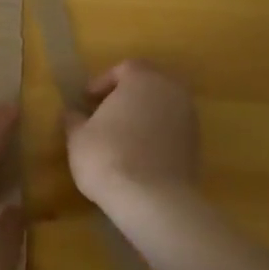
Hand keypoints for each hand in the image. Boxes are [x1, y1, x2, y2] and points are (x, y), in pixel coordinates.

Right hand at [64, 60, 200, 217]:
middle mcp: (171, 91)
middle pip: (148, 84)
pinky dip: (157, 135)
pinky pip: (172, 130)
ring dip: (144, 116)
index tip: (87, 100)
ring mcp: (188, 118)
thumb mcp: (78, 137)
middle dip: (128, 96)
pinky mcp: (196, 146)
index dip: (103, 83)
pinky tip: (139, 154)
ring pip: (163, 107)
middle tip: (106, 113)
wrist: (152, 200)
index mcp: (142, 79)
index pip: (124, 69)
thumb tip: (72, 113)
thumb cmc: (108, 156)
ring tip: (122, 135)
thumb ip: (74, 120)